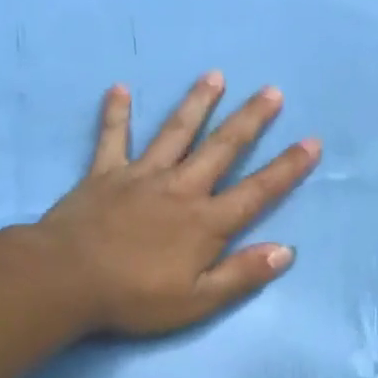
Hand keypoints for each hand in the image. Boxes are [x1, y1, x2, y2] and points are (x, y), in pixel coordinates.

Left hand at [37, 74, 320, 335]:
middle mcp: (181, 189)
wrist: (66, 280)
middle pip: (222, 148)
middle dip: (250, 120)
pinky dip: (117, 114)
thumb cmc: (135, 297)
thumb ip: (242, 274)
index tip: (311, 142)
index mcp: (206, 222)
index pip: (257, 191)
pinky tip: (120, 89)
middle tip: (271, 91)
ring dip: (197, 103)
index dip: (287, 168)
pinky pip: (113, 138)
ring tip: (215, 76)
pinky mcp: (104, 174)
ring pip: (175, 132)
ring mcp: (141, 176)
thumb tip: (286, 251)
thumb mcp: (198, 301)